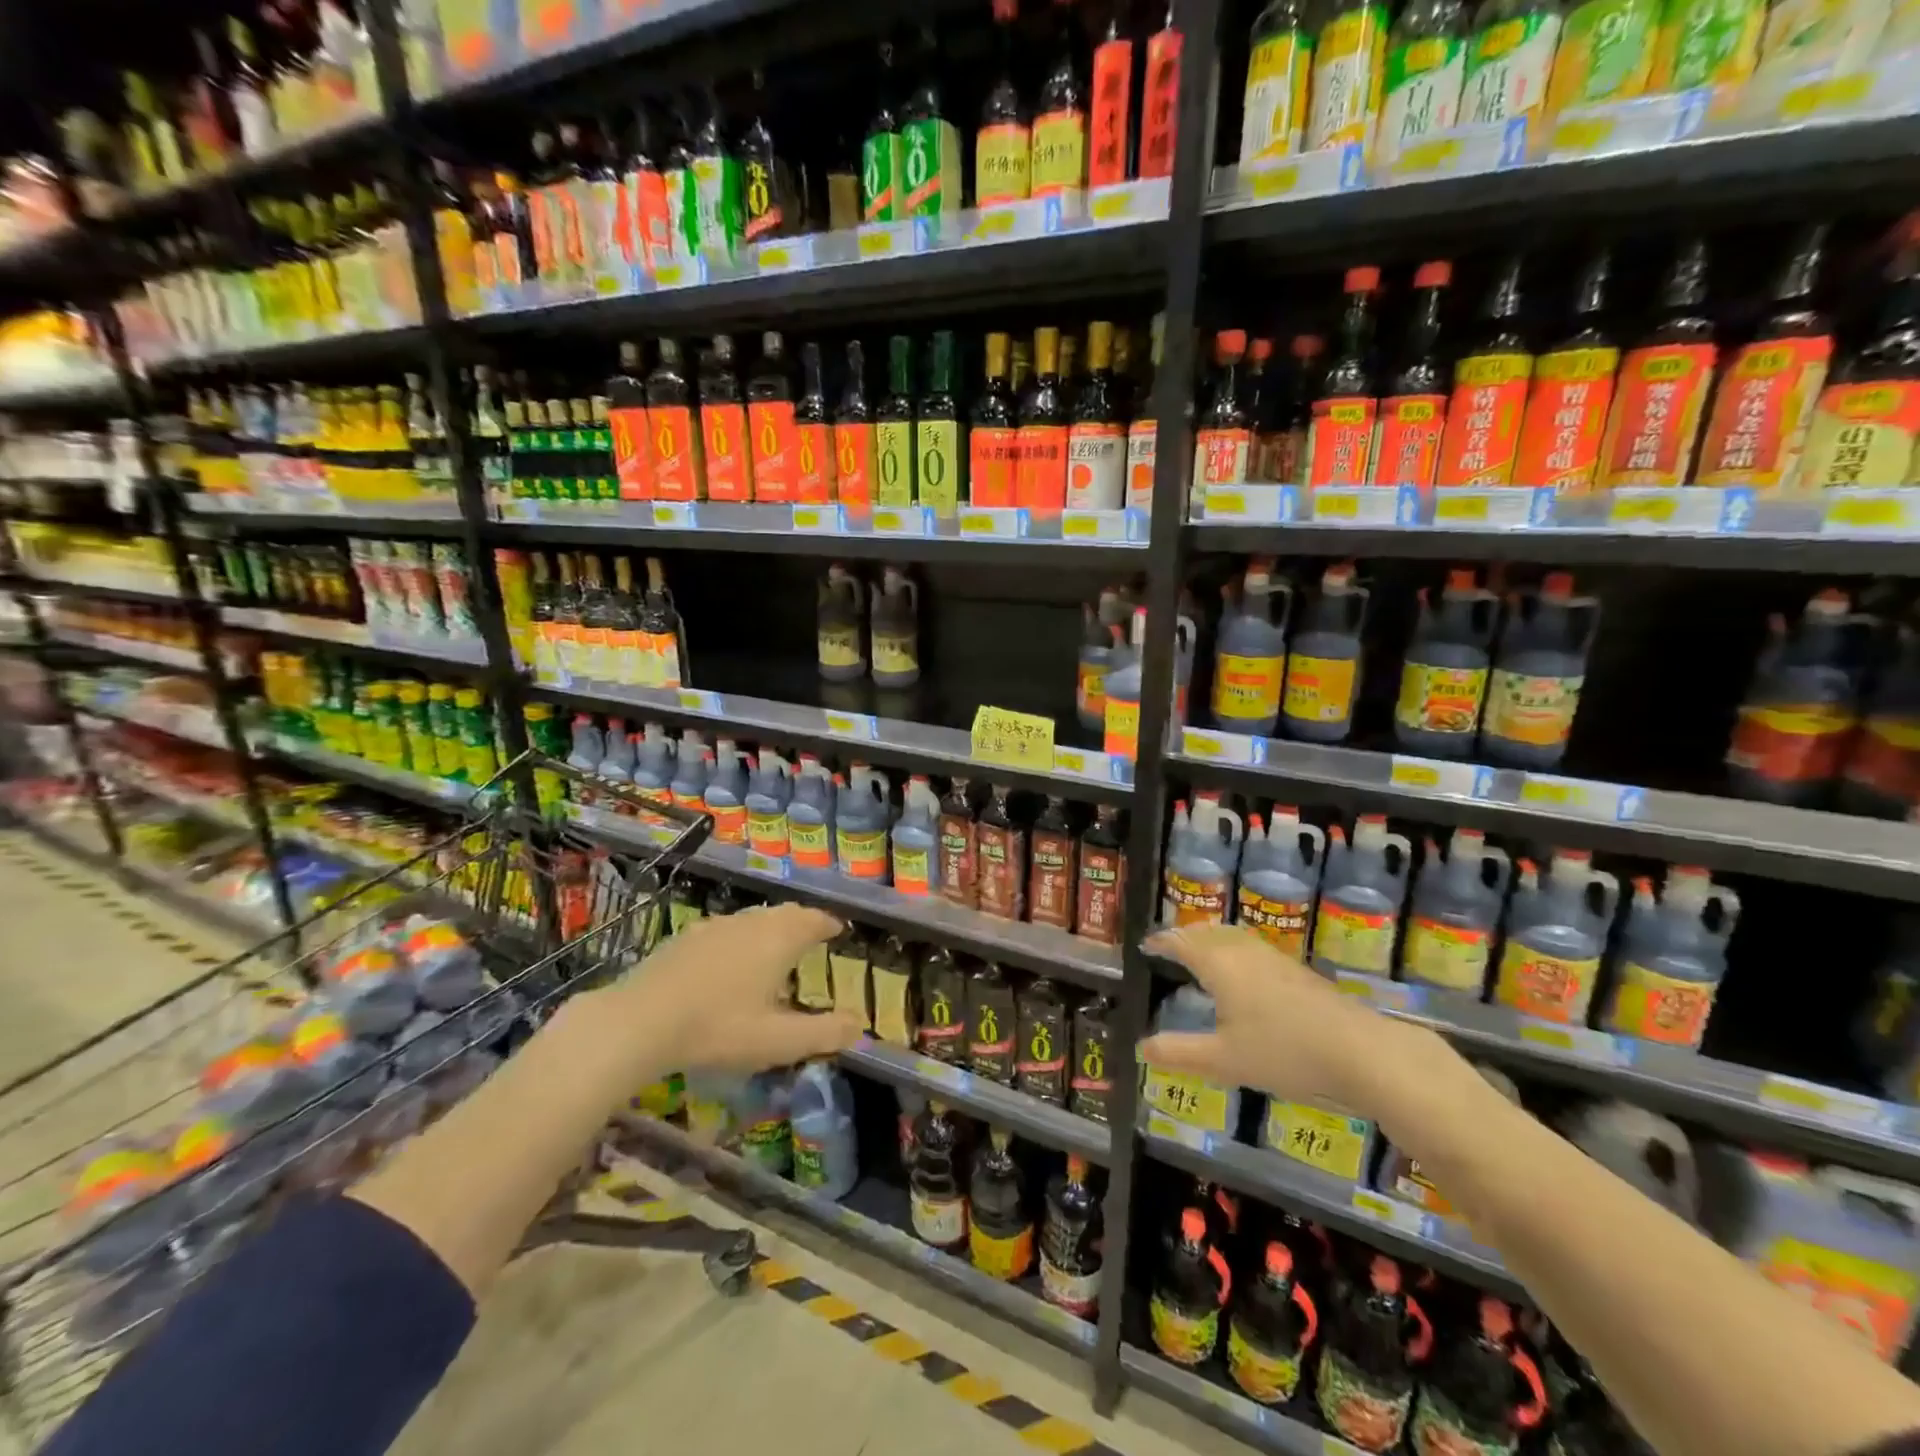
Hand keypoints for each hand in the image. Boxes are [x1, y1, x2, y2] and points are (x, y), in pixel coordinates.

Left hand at [613, 903, 862, 1074]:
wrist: (639, 1022)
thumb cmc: (718, 1029)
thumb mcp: (778, 1041)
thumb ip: (823, 1033)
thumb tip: (860, 1026)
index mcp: (779, 939)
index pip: (814, 920)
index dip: (829, 924)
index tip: (838, 930)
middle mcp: (751, 922)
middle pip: (785, 913)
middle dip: (803, 922)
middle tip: (812, 936)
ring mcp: (715, 926)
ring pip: (754, 919)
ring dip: (771, 928)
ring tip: (775, 948)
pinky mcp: (685, 937)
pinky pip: (726, 929)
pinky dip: (741, 938)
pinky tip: (729, 961)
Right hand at [1140, 925, 1439, 1115]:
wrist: (1361, 1052)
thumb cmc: (1284, 1053)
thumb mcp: (1224, 1060)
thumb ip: (1180, 1053)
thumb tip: (1142, 1047)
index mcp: (1220, 965)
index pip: (1182, 942)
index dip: (1163, 941)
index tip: (1147, 944)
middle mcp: (1244, 953)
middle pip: (1209, 932)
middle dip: (1186, 935)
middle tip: (1171, 945)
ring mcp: (1275, 959)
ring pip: (1234, 936)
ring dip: (1212, 939)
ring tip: (1203, 953)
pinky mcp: (1298, 972)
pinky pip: (1253, 948)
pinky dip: (1235, 950)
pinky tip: (1245, 975)